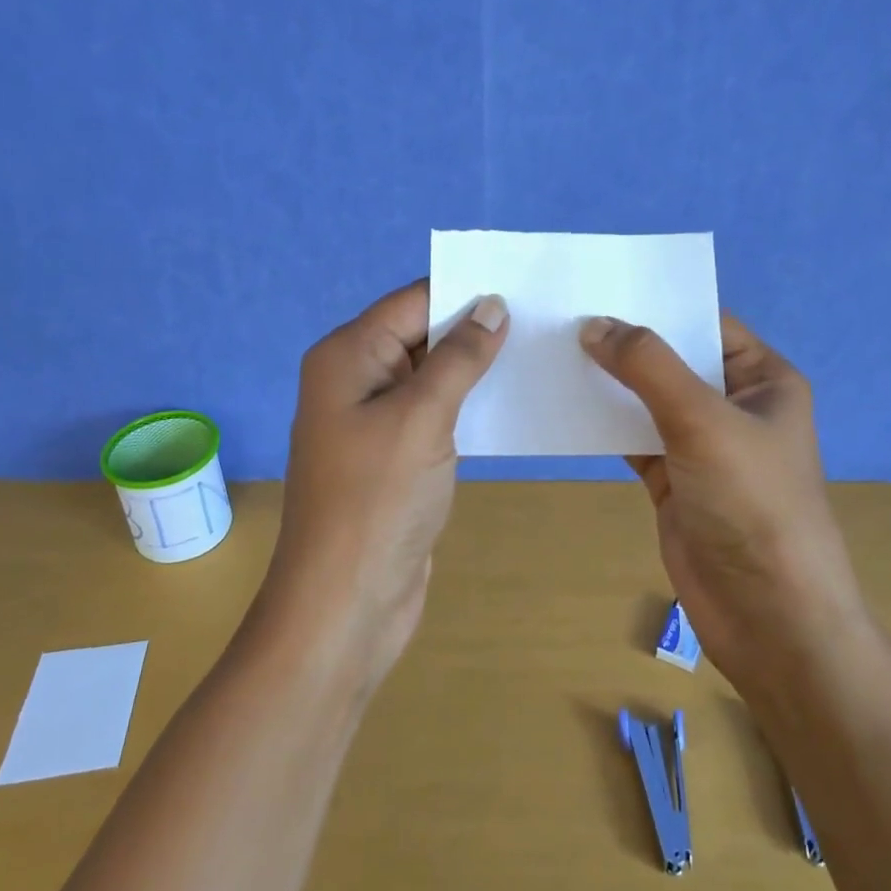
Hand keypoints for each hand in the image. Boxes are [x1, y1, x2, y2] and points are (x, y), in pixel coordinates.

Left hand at [267, 280, 507, 686]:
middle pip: (422, 335)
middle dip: (475, 329)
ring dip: (477, 369)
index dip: (466, 292)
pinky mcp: (395, 456)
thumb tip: (491, 305)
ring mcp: (374, 421)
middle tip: (545, 319)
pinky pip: (435, 414)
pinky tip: (514, 402)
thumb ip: (458, 357)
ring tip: (541, 354)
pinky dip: (469, 406)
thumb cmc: (377, 501)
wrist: (346, 603)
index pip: (413, 302)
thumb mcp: (420, 418)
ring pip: (432, 376)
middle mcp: (356, 379)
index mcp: (348, 356)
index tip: (526, 287)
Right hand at [579, 313, 865, 688]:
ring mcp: (700, 445)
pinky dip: (601, 424)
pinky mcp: (671, 479)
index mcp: (762, 379)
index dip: (657, 305)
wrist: (766, 614)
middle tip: (561, 315)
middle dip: (623, 342)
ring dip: (607, 383)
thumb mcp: (702, 420)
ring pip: (646, 399)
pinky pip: (631, 438)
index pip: (706, 323)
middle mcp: (732, 405)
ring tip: (551, 352)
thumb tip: (594, 324)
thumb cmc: (752, 503)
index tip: (598, 287)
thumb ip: (647, 366)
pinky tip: (562, 406)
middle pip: (671, 360)